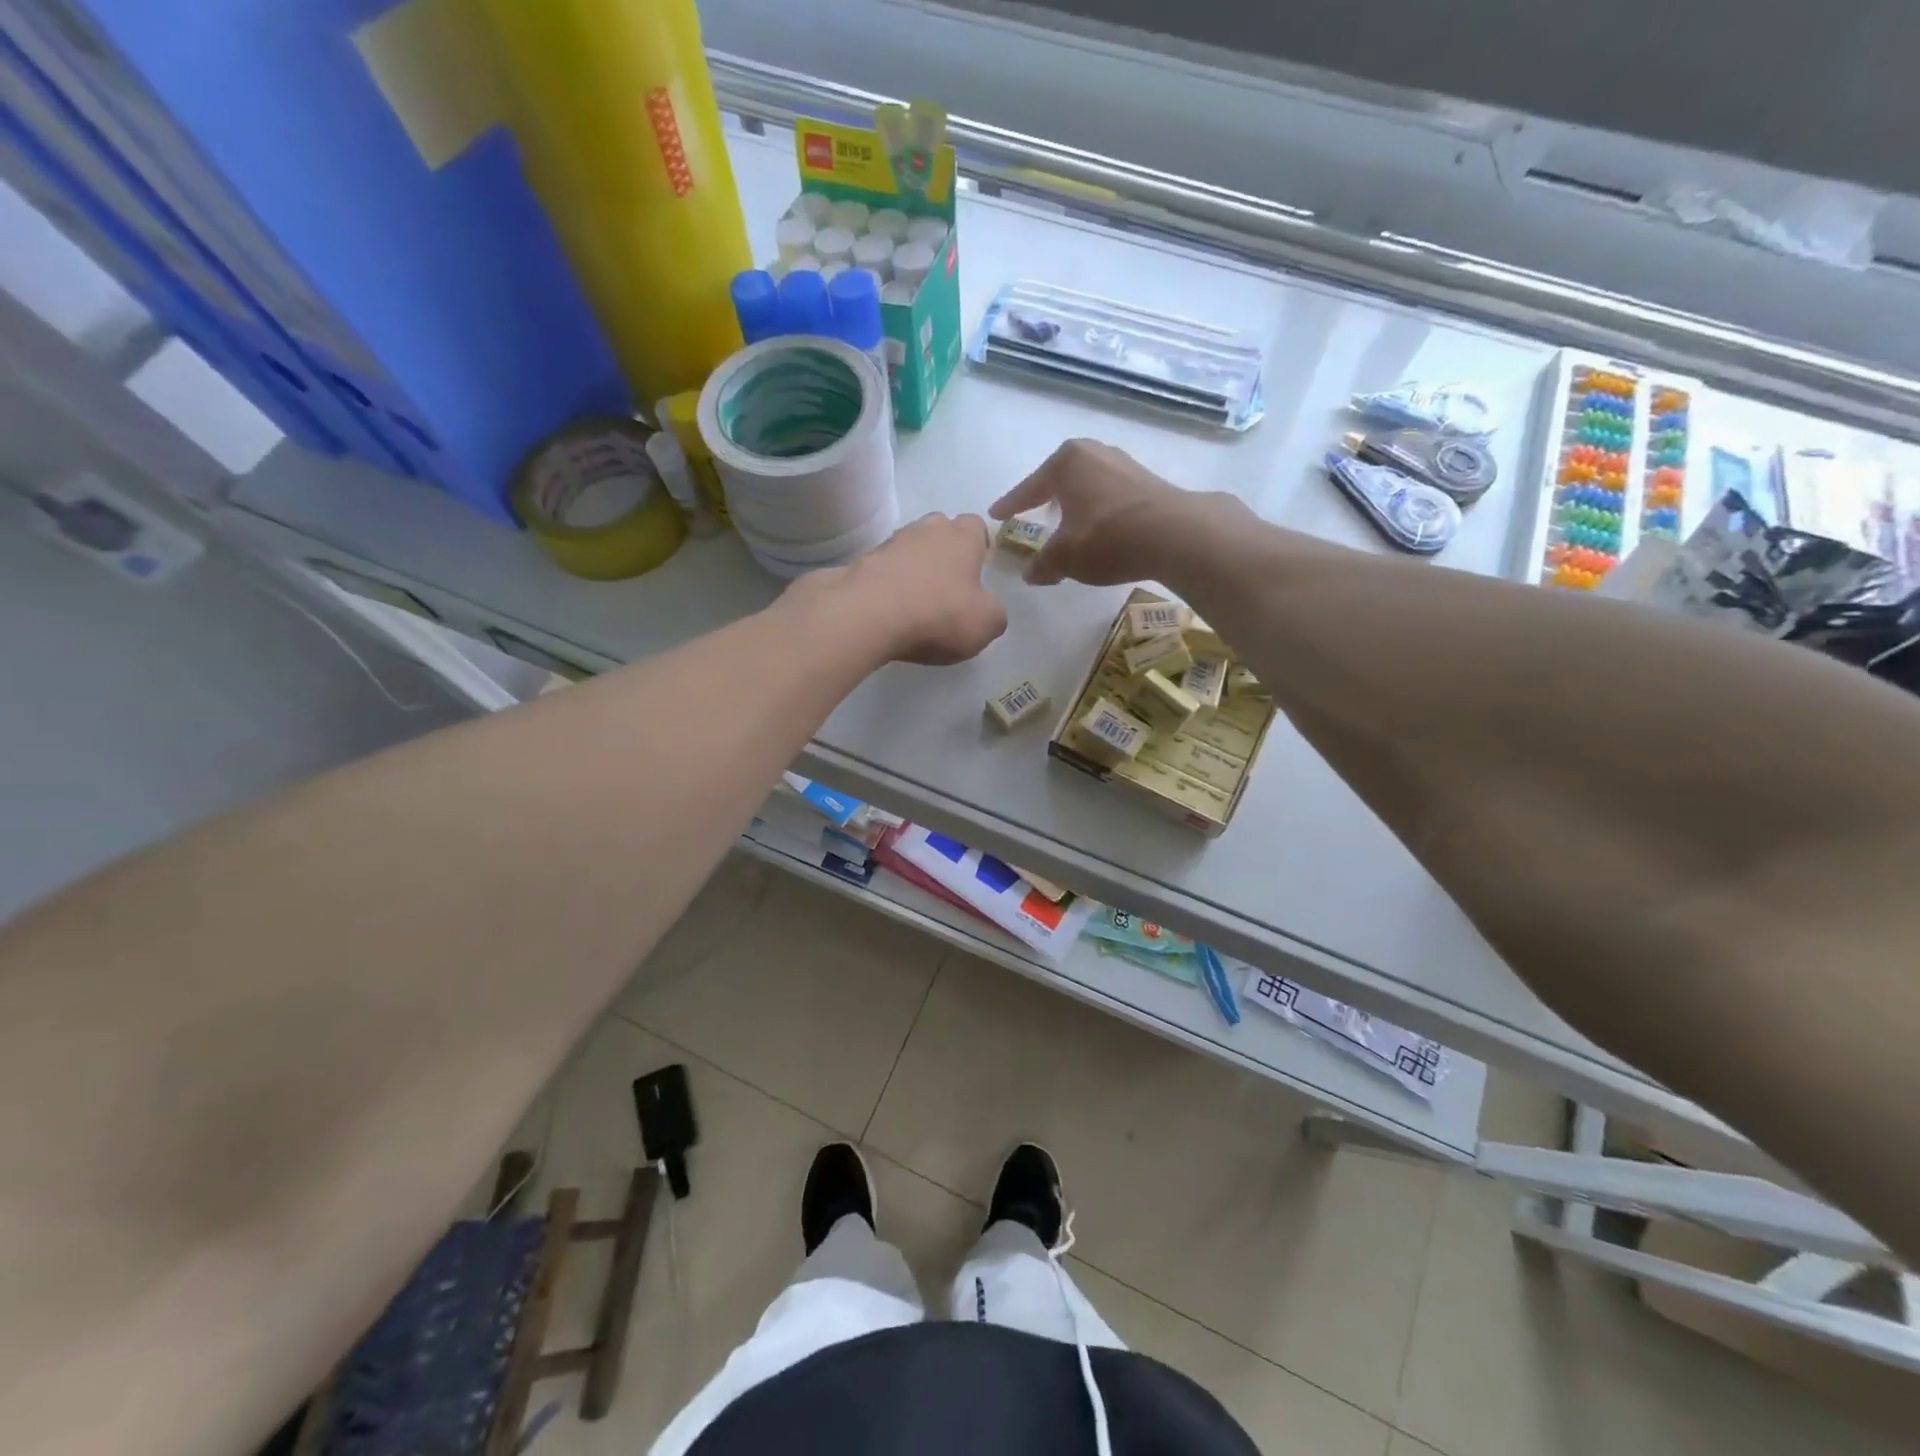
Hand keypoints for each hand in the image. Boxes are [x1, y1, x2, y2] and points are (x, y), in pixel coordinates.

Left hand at [806, 512, 1007, 664]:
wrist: (868, 615)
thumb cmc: (939, 613)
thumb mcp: (986, 623)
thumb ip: (995, 614)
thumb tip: (988, 610)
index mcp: (962, 537)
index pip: (976, 525)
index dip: (979, 545)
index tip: (979, 568)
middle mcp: (926, 530)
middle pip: (940, 530)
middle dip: (945, 551)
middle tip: (949, 584)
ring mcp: (890, 543)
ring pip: (909, 548)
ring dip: (914, 567)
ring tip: (917, 600)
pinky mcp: (861, 563)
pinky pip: (884, 569)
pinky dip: (890, 584)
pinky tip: (891, 609)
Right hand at [989, 439, 1244, 586]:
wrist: (1175, 534)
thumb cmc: (1107, 537)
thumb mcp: (1065, 557)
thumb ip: (1043, 564)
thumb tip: (1031, 574)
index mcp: (1067, 461)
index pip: (1029, 488)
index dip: (1011, 505)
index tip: (996, 513)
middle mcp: (1095, 453)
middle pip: (1061, 479)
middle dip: (1047, 497)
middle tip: (1034, 513)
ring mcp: (1125, 464)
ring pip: (1088, 485)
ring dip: (1076, 504)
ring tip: (1068, 524)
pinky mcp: (1149, 482)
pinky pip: (1110, 495)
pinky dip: (1099, 511)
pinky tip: (1099, 529)